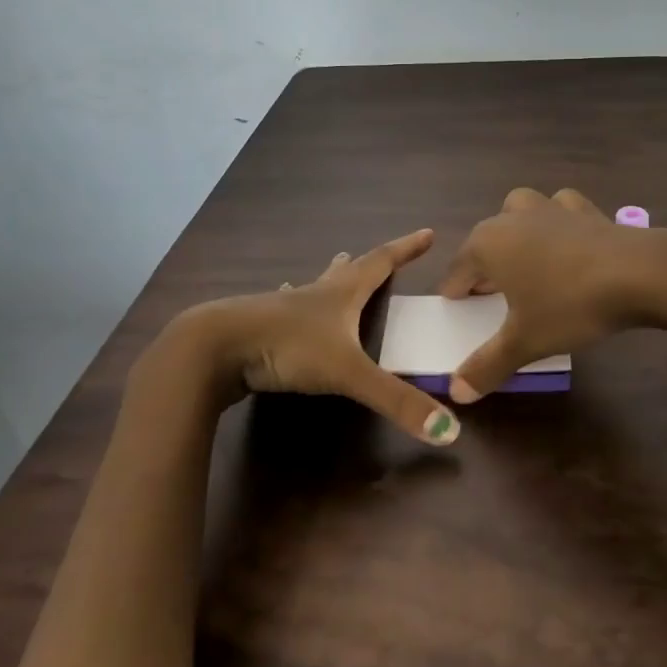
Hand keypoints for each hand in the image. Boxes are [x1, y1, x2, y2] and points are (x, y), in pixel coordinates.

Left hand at [149, 228, 462, 445]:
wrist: (215, 347)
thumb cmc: (287, 347)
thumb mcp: (348, 373)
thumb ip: (396, 401)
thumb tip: (451, 432)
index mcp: (341, 295)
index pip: (381, 263)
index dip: (406, 249)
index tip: (427, 233)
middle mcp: (315, 294)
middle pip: (349, 271)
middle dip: (370, 263)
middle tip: (385, 256)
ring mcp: (284, 308)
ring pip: (314, 286)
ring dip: (331, 277)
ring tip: (337, 266)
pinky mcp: (260, 326)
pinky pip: (285, 308)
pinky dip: (294, 302)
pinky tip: (283, 298)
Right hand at [438, 188, 657, 402]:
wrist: (638, 273)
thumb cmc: (569, 305)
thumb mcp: (524, 342)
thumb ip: (487, 366)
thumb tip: (456, 393)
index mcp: (487, 244)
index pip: (457, 270)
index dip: (456, 292)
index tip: (459, 310)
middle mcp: (511, 218)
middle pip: (485, 241)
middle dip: (484, 266)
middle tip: (492, 296)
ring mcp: (549, 207)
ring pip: (518, 213)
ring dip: (516, 233)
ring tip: (526, 262)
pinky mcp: (584, 208)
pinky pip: (559, 210)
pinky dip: (557, 222)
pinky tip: (566, 243)